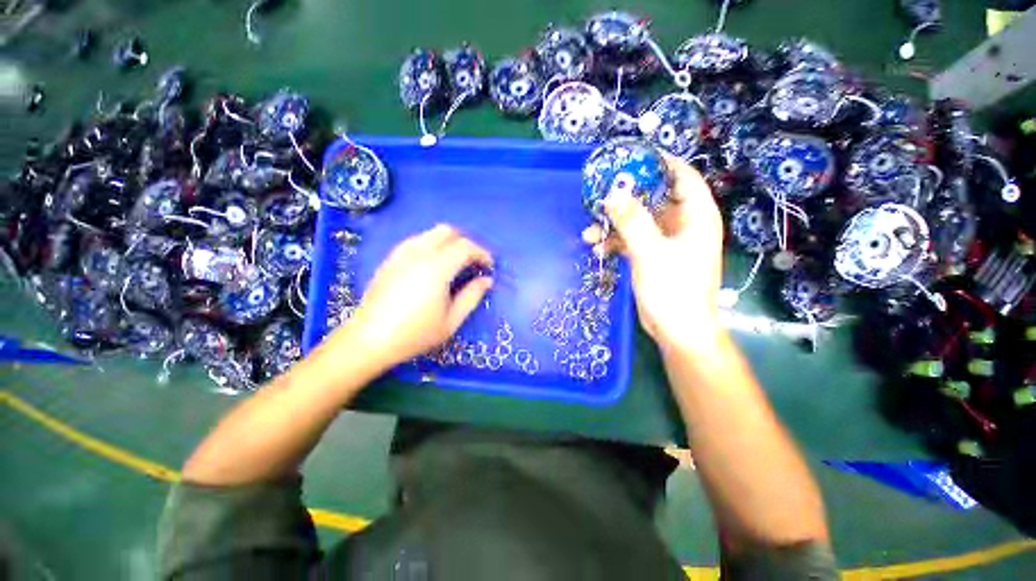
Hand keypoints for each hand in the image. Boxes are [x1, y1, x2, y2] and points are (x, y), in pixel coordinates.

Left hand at [331, 224, 492, 368]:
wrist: (370, 339)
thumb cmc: (415, 333)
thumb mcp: (451, 320)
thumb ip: (472, 296)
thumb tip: (487, 280)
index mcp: (436, 268)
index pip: (465, 247)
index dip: (482, 253)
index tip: (489, 267)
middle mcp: (418, 253)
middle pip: (448, 231)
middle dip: (466, 242)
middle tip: (473, 262)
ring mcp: (401, 253)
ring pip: (431, 233)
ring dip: (449, 242)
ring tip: (455, 263)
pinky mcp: (390, 259)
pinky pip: (416, 241)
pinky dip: (432, 245)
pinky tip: (433, 265)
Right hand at [582, 153, 723, 349]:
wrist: (677, 330)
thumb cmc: (673, 289)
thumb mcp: (650, 252)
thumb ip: (632, 221)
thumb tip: (613, 193)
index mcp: (696, 216)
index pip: (683, 177)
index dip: (661, 163)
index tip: (634, 157)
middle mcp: (683, 225)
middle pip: (654, 199)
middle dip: (626, 198)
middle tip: (600, 194)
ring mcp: (666, 242)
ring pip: (638, 222)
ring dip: (614, 225)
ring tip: (590, 232)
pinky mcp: (652, 256)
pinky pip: (632, 240)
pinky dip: (615, 242)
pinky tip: (597, 248)